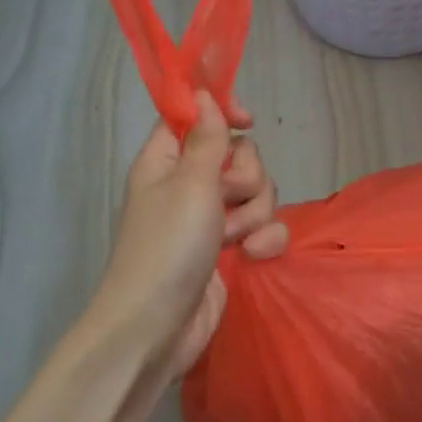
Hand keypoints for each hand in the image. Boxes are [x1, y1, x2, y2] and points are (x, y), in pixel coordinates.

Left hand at [93, 92, 288, 382]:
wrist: (157, 329)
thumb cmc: (167, 247)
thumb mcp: (189, 184)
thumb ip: (206, 137)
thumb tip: (202, 92)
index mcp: (168, 161)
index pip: (196, 116)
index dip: (222, 112)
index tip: (247, 120)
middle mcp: (190, 184)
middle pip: (240, 155)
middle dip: (246, 177)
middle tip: (227, 198)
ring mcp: (212, 218)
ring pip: (257, 191)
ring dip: (255, 213)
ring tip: (235, 238)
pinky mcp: (232, 248)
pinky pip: (265, 227)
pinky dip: (264, 240)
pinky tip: (252, 257)